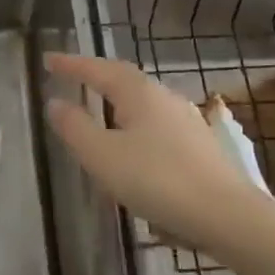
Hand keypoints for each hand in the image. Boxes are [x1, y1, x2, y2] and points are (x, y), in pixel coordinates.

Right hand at [45, 53, 258, 252]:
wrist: (226, 214)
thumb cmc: (157, 180)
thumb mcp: (102, 156)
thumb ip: (75, 127)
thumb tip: (56, 103)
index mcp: (138, 93)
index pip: (98, 69)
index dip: (71, 64)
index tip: (48, 60)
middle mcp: (164, 97)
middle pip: (124, 79)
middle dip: (96, 76)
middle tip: (72, 76)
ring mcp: (186, 120)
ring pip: (142, 101)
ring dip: (116, 100)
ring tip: (98, 107)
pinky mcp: (198, 145)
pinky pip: (155, 122)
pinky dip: (134, 122)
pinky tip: (133, 142)